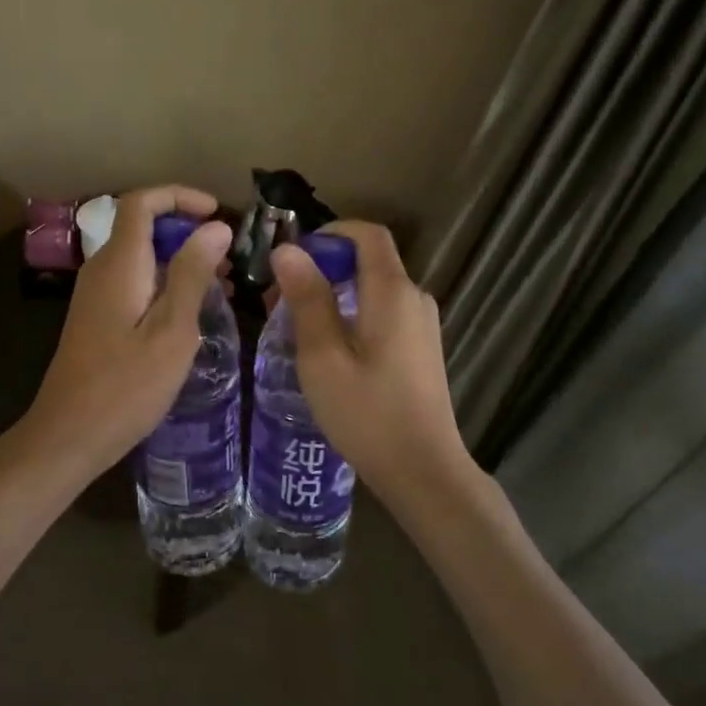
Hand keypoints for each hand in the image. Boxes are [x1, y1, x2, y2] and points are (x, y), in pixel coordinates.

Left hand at [20, 186, 232, 484]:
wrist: (68, 435)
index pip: (142, 202)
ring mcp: (96, 294)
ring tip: (223, 285)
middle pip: (143, 226)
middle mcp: (102, 269)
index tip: (218, 213)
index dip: (180, 196)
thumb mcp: (172, 330)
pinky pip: (135, 282)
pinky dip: (166, 283)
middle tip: (230, 258)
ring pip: (142, 256)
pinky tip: (193, 313)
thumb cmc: (126, 386)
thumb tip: (214, 227)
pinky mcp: (98, 317)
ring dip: (181, 260)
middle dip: (188, 231)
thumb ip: (192, 273)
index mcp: (119, 263)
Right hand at [269, 221, 471, 497]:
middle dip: (323, 268)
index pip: (368, 234)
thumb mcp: (322, 356)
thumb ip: (307, 299)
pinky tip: (328, 349)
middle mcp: (414, 298)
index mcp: (392, 292)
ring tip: (295, 326)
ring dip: (335, 294)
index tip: (294, 255)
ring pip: (374, 290)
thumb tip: (287, 250)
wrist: (424, 472)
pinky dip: (353, 315)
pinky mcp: (422, 349)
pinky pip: (384, 313)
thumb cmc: (367, 413)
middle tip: (281, 298)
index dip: (331, 233)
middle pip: (369, 261)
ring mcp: (423, 325)